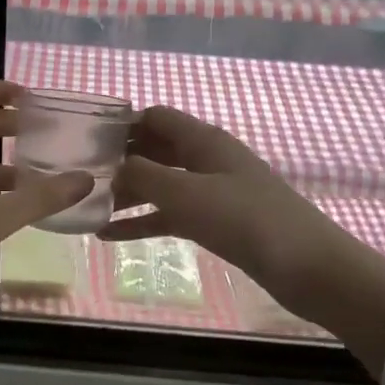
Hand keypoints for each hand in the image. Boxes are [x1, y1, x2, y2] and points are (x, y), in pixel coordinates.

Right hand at [101, 107, 384, 371]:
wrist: (307, 267)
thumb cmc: (246, 220)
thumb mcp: (186, 194)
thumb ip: (142, 176)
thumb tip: (109, 166)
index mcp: (203, 140)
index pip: (155, 117)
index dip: (121, 124)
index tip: (83, 141)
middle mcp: (206, 159)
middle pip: (154, 150)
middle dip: (118, 161)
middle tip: (77, 177)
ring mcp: (211, 192)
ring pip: (159, 185)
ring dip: (126, 194)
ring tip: (86, 207)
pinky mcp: (215, 222)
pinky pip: (169, 215)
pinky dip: (142, 221)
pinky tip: (108, 235)